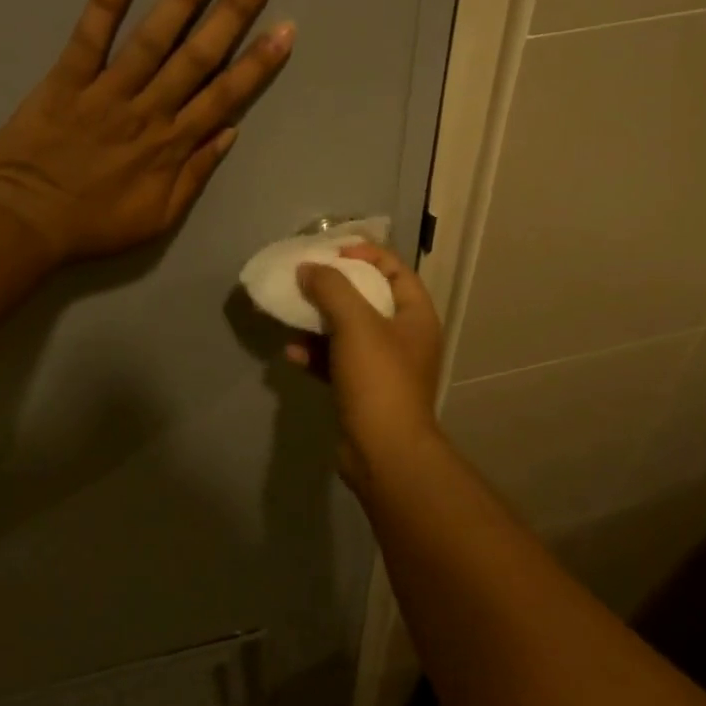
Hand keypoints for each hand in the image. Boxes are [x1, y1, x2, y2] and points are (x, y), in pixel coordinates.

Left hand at [0, 0, 292, 261]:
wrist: (26, 224)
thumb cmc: (95, 225)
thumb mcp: (158, 218)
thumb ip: (195, 175)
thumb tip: (229, 132)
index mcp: (172, 146)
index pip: (224, 96)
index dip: (257, 63)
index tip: (284, 30)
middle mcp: (148, 112)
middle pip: (197, 58)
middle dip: (231, 14)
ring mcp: (106, 94)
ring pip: (152, 41)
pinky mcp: (65, 83)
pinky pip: (88, 40)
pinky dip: (104, 6)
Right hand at [288, 243, 444, 484]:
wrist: (384, 452)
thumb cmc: (378, 379)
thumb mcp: (355, 324)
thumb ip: (331, 288)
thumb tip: (308, 268)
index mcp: (415, 316)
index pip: (395, 270)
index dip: (366, 255)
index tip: (333, 252)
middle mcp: (403, 337)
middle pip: (368, 298)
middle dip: (333, 288)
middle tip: (304, 278)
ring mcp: (382, 366)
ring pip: (347, 331)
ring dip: (318, 322)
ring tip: (290, 313)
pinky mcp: (361, 390)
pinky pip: (335, 361)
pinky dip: (315, 354)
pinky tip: (291, 354)